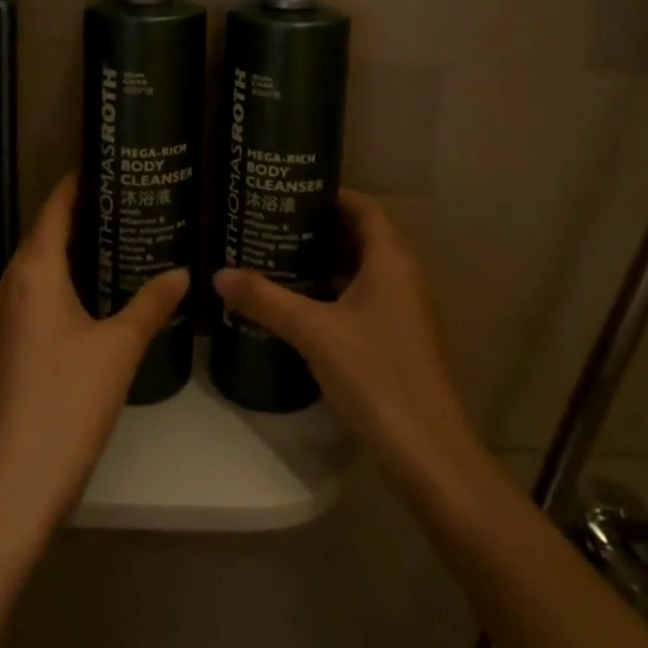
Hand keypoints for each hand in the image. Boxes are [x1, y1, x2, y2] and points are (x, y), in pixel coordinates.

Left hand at [0, 174, 189, 537]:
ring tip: (112, 240)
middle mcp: (8, 285)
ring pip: (36, 268)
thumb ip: (151, 304)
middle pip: (43, 235)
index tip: (103, 163)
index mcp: (33, 272)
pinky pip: (31, 295)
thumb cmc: (67, 403)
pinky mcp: (1, 348)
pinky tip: (88, 295)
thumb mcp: (119, 349)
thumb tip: (182, 272)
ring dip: (68, 250)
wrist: (11, 487)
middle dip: (78, 215)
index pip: (53, 209)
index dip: (75, 183)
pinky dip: (58, 281)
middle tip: (123, 201)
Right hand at [213, 190, 479, 486]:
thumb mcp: (313, 332)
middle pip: (364, 237)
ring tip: (283, 261)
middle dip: (323, 229)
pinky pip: (369, 299)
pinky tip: (305, 309)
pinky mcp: (403, 341)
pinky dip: (339, 293)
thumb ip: (266, 300)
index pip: (365, 208)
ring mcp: (407, 312)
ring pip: (366, 271)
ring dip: (330, 263)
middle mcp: (404, 278)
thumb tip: (218, 275)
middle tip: (278, 225)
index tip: (293, 194)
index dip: (332, 196)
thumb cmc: (375, 375)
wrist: (429, 452)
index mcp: (390, 261)